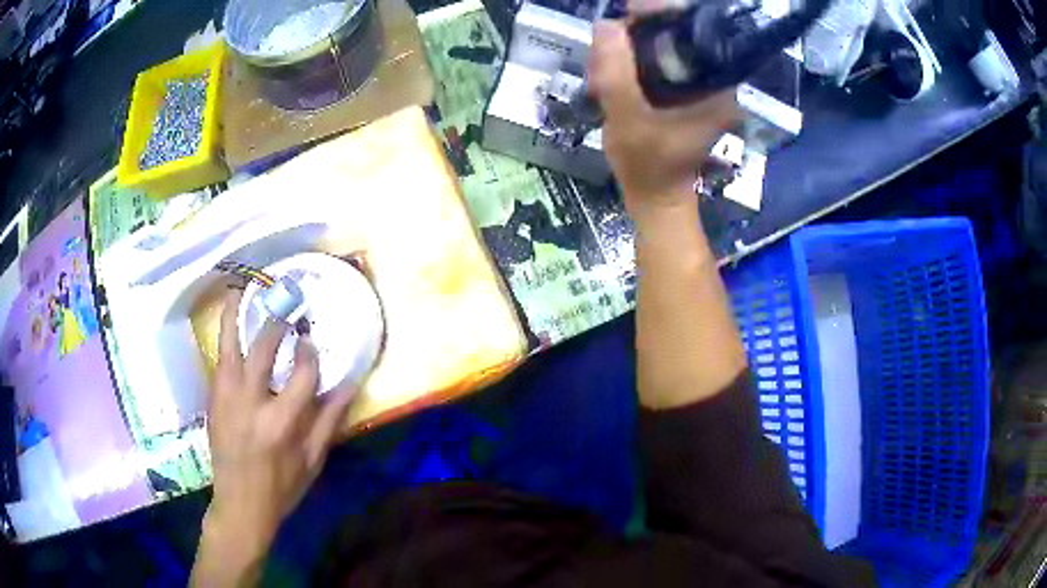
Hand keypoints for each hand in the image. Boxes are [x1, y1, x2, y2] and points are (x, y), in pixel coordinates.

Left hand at [193, 288, 357, 585]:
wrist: (240, 503)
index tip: (312, 339)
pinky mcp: (213, 398)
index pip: (303, 373)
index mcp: (282, 422)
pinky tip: (231, 320)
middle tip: (286, 300)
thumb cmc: (282, 486)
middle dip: (277, 320)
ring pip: (230, 343)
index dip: (311, 351)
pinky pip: (220, 358)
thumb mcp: (313, 460)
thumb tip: (349, 383)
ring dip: (237, 312)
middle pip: (264, 347)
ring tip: (243, 285)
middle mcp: (251, 402)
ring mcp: (226, 397)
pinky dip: (226, 334)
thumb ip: (330, 420)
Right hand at [588, 19, 738, 210]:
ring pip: (667, 45)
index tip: (629, 12)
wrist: (656, 196)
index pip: (696, 28)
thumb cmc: (648, 165)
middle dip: (640, 32)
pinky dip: (636, 60)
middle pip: (679, 32)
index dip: (662, 11)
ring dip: (633, 46)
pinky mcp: (688, 92)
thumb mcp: (626, 119)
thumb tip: (606, 25)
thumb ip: (615, 73)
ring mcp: (703, 86)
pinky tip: (614, 74)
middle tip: (608, 48)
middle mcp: (718, 80)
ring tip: (605, 67)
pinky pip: (662, 61)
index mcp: (718, 85)